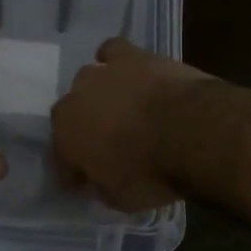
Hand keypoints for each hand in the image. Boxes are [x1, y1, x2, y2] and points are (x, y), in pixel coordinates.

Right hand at [51, 38, 211, 211]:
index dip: (73, 170)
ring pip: (89, 81)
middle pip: (72, 115)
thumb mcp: (121, 199)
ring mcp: (101, 73)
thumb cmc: (151, 172)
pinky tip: (129, 72)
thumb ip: (101, 185)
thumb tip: (98, 179)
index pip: (60, 156)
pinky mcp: (130, 55)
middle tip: (108, 145)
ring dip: (100, 95)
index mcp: (65, 137)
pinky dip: (115, 61)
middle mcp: (74, 100)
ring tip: (122, 108)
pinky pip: (112, 51)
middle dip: (85, 129)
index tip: (87, 181)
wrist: (190, 130)